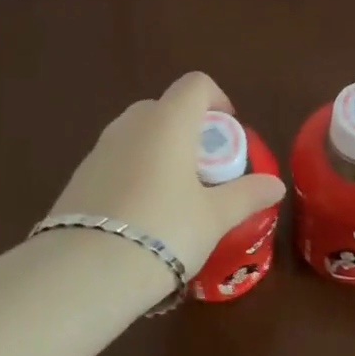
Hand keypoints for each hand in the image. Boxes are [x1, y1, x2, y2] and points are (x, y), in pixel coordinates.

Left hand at [50, 72, 286, 273]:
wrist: (85, 271)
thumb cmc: (164, 231)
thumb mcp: (214, 217)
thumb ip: (246, 195)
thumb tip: (275, 184)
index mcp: (168, 122)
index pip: (196, 85)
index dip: (217, 100)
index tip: (229, 132)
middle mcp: (131, 124)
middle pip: (165, 107)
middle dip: (188, 129)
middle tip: (205, 168)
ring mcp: (99, 149)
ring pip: (137, 134)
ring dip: (159, 151)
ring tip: (174, 195)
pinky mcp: (79, 176)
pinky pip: (116, 160)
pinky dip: (134, 172)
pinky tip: (141, 214)